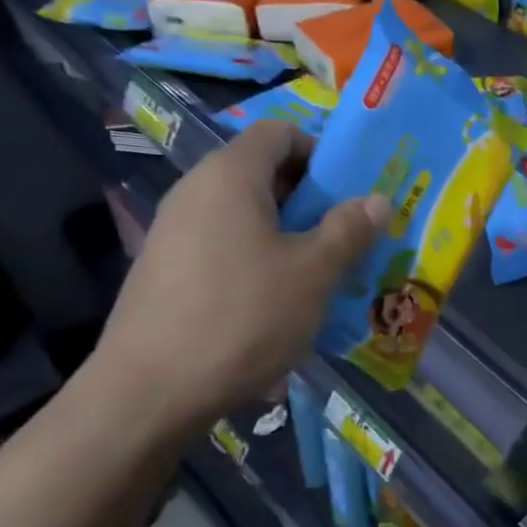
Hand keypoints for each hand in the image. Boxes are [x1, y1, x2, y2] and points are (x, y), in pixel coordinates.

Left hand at [88, 122, 387, 436]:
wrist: (148, 393)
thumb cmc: (242, 317)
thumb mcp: (312, 274)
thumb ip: (348, 230)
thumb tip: (377, 199)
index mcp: (231, 175)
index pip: (281, 132)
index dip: (322, 153)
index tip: (350, 195)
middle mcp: (196, 190)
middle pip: (263, 173)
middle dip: (311, 201)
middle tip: (346, 240)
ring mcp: (174, 231)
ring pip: (245, 215)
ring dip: (287, 236)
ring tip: (317, 278)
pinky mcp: (164, 270)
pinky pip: (222, 247)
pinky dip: (255, 261)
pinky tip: (274, 306)